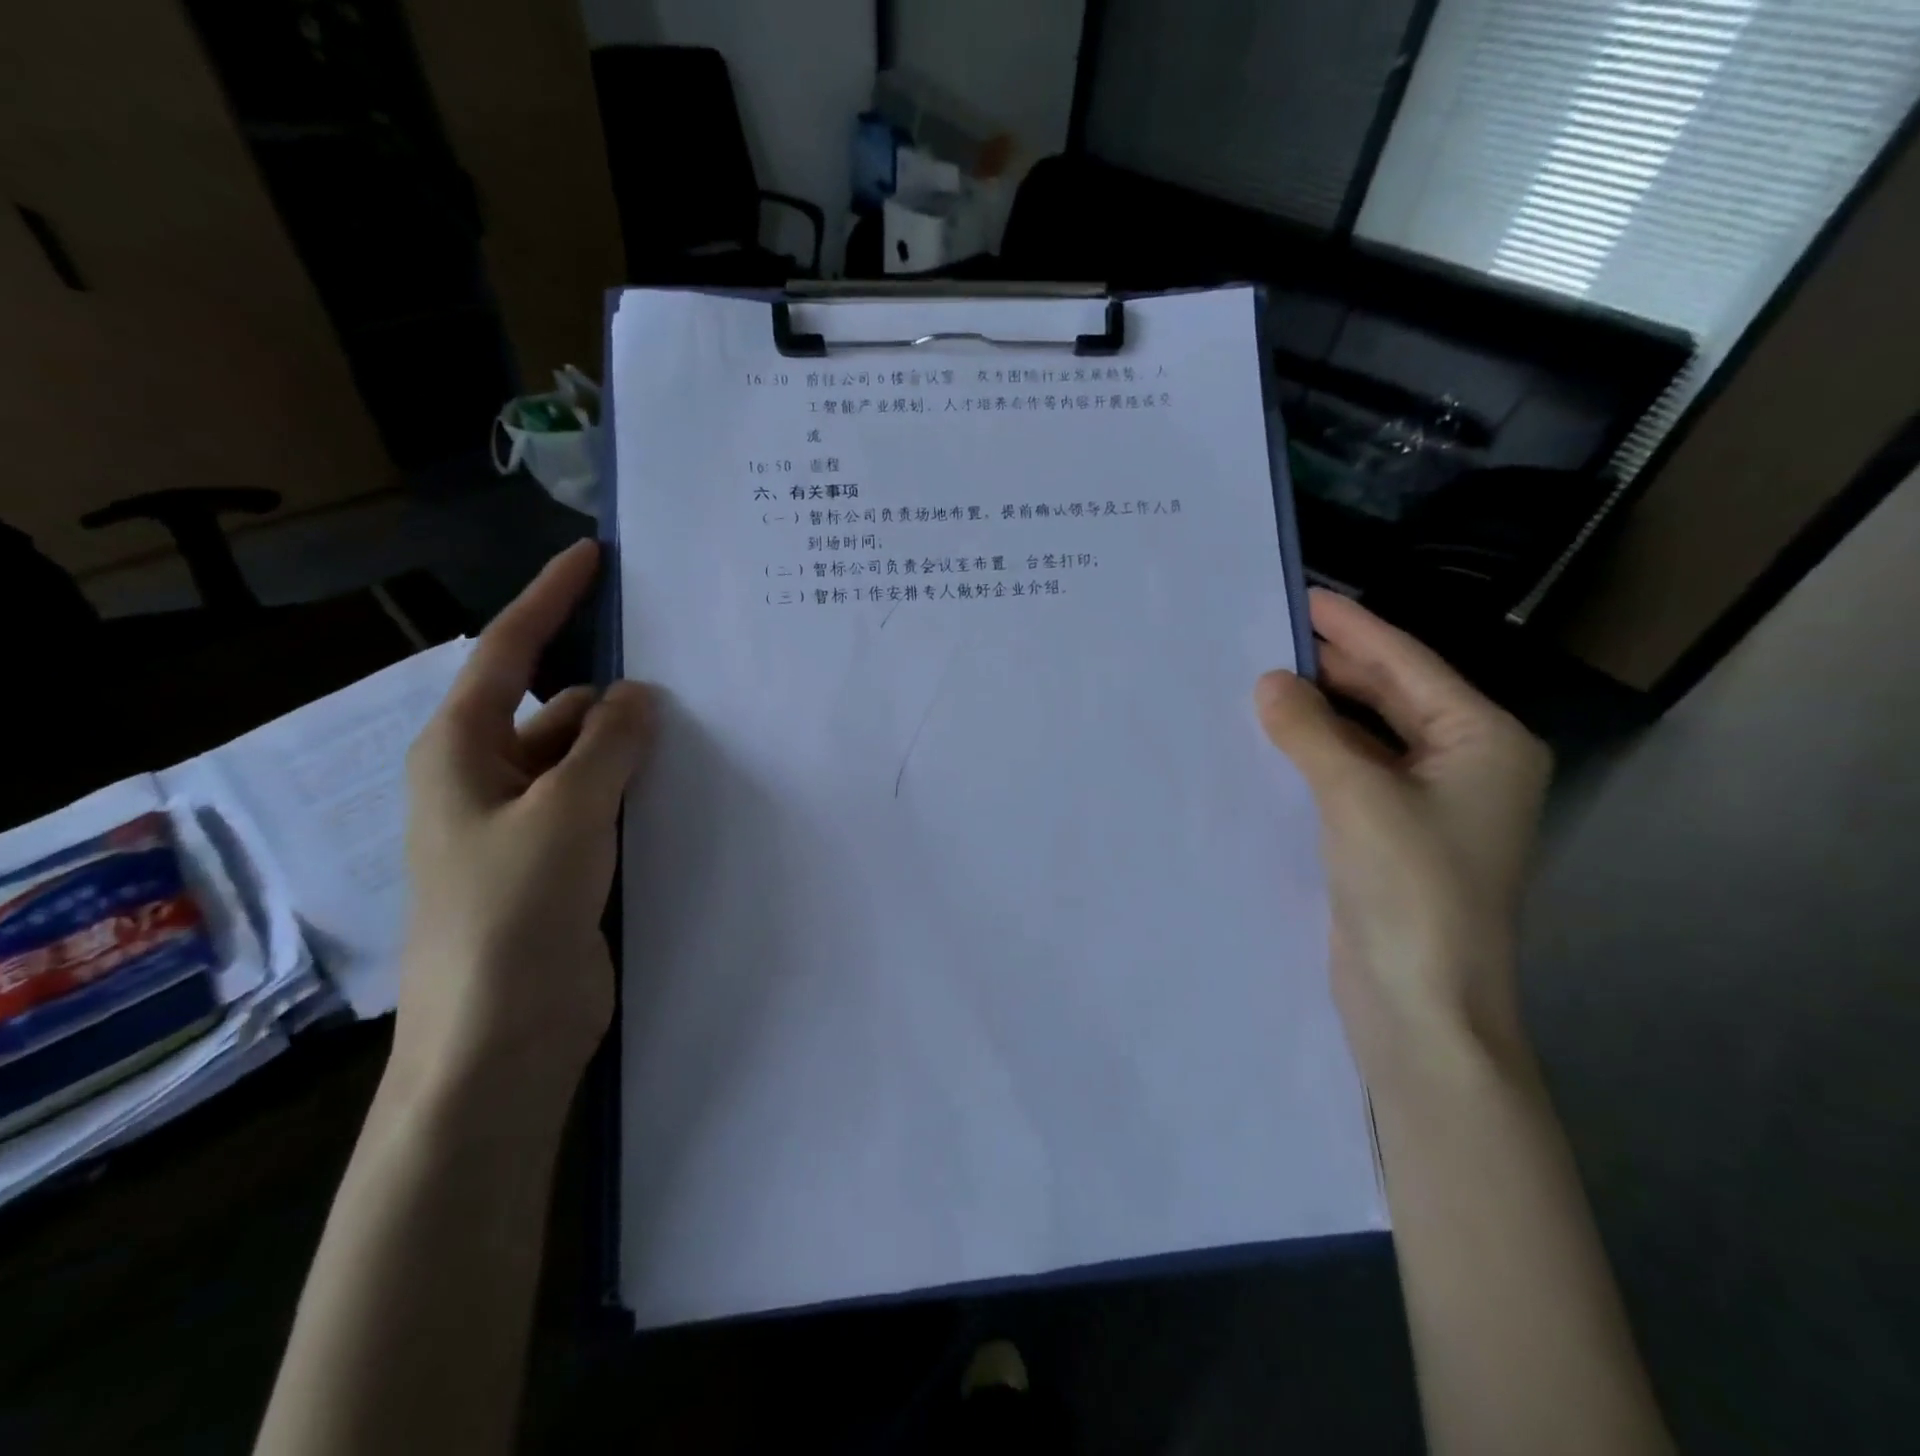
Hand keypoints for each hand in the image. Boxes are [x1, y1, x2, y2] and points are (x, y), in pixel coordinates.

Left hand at [395, 541, 654, 1101]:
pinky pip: (600, 802)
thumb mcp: (565, 813)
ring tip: (696, 731)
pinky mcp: (559, 861)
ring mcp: (525, 824)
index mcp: (462, 752)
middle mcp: (488, 779)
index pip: (508, 653)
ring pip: (585, 758)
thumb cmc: (513, 912)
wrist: (501, 1036)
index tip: (593, 558)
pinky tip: (680, 786)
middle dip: (613, 692)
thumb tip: (641, 694)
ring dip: (629, 745)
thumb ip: (608, 746)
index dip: (549, 600)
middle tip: (685, 673)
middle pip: (557, 708)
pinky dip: (634, 787)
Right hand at [1255, 589, 1551, 1080]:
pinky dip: (1315, 751)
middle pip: (1390, 695)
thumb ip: (1310, 732)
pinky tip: (1274, 736)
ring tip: (1260, 677)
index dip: (1352, 628)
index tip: (1302, 596)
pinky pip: (1350, 771)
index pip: (1408, 665)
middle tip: (1266, 635)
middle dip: (1333, 666)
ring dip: (1319, 710)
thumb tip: (1269, 682)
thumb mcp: (1357, 797)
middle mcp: (1464, 763)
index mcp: (1482, 742)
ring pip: (1367, 734)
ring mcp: (1429, 802)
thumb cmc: (1411, 890)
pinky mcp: (1392, 833)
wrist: (1420, 1003)